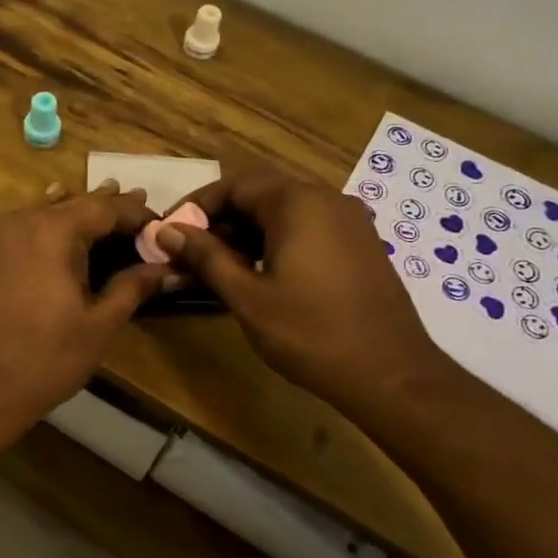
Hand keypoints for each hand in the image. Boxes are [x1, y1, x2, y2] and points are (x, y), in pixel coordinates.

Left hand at [0, 183, 169, 444]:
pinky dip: (41, 223)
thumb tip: (167, 269)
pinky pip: (17, 226)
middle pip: (71, 203)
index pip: (103, 208)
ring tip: (101, 208)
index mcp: (54, 232)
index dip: (133, 211)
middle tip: (137, 201)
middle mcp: (20, 221)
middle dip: (105, 205)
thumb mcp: (99, 324)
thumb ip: (132, 287)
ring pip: (41, 210)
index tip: (158, 221)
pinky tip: (54, 230)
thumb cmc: (46, 359)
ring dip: (72, 209)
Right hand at [159, 162, 445, 416]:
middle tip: (190, 253)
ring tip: (218, 267)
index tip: (172, 231)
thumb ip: (205, 257)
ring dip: (247, 233)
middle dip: (221, 220)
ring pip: (285, 213)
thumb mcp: (247, 296)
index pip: (236, 185)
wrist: (390, 373)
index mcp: (298, 203)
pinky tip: (259, 274)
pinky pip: (309, 229)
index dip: (198, 205)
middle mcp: (327, 200)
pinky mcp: (360, 245)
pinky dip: (277, 242)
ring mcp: (349, 222)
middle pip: (261, 195)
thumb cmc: (310, 333)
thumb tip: (167, 231)